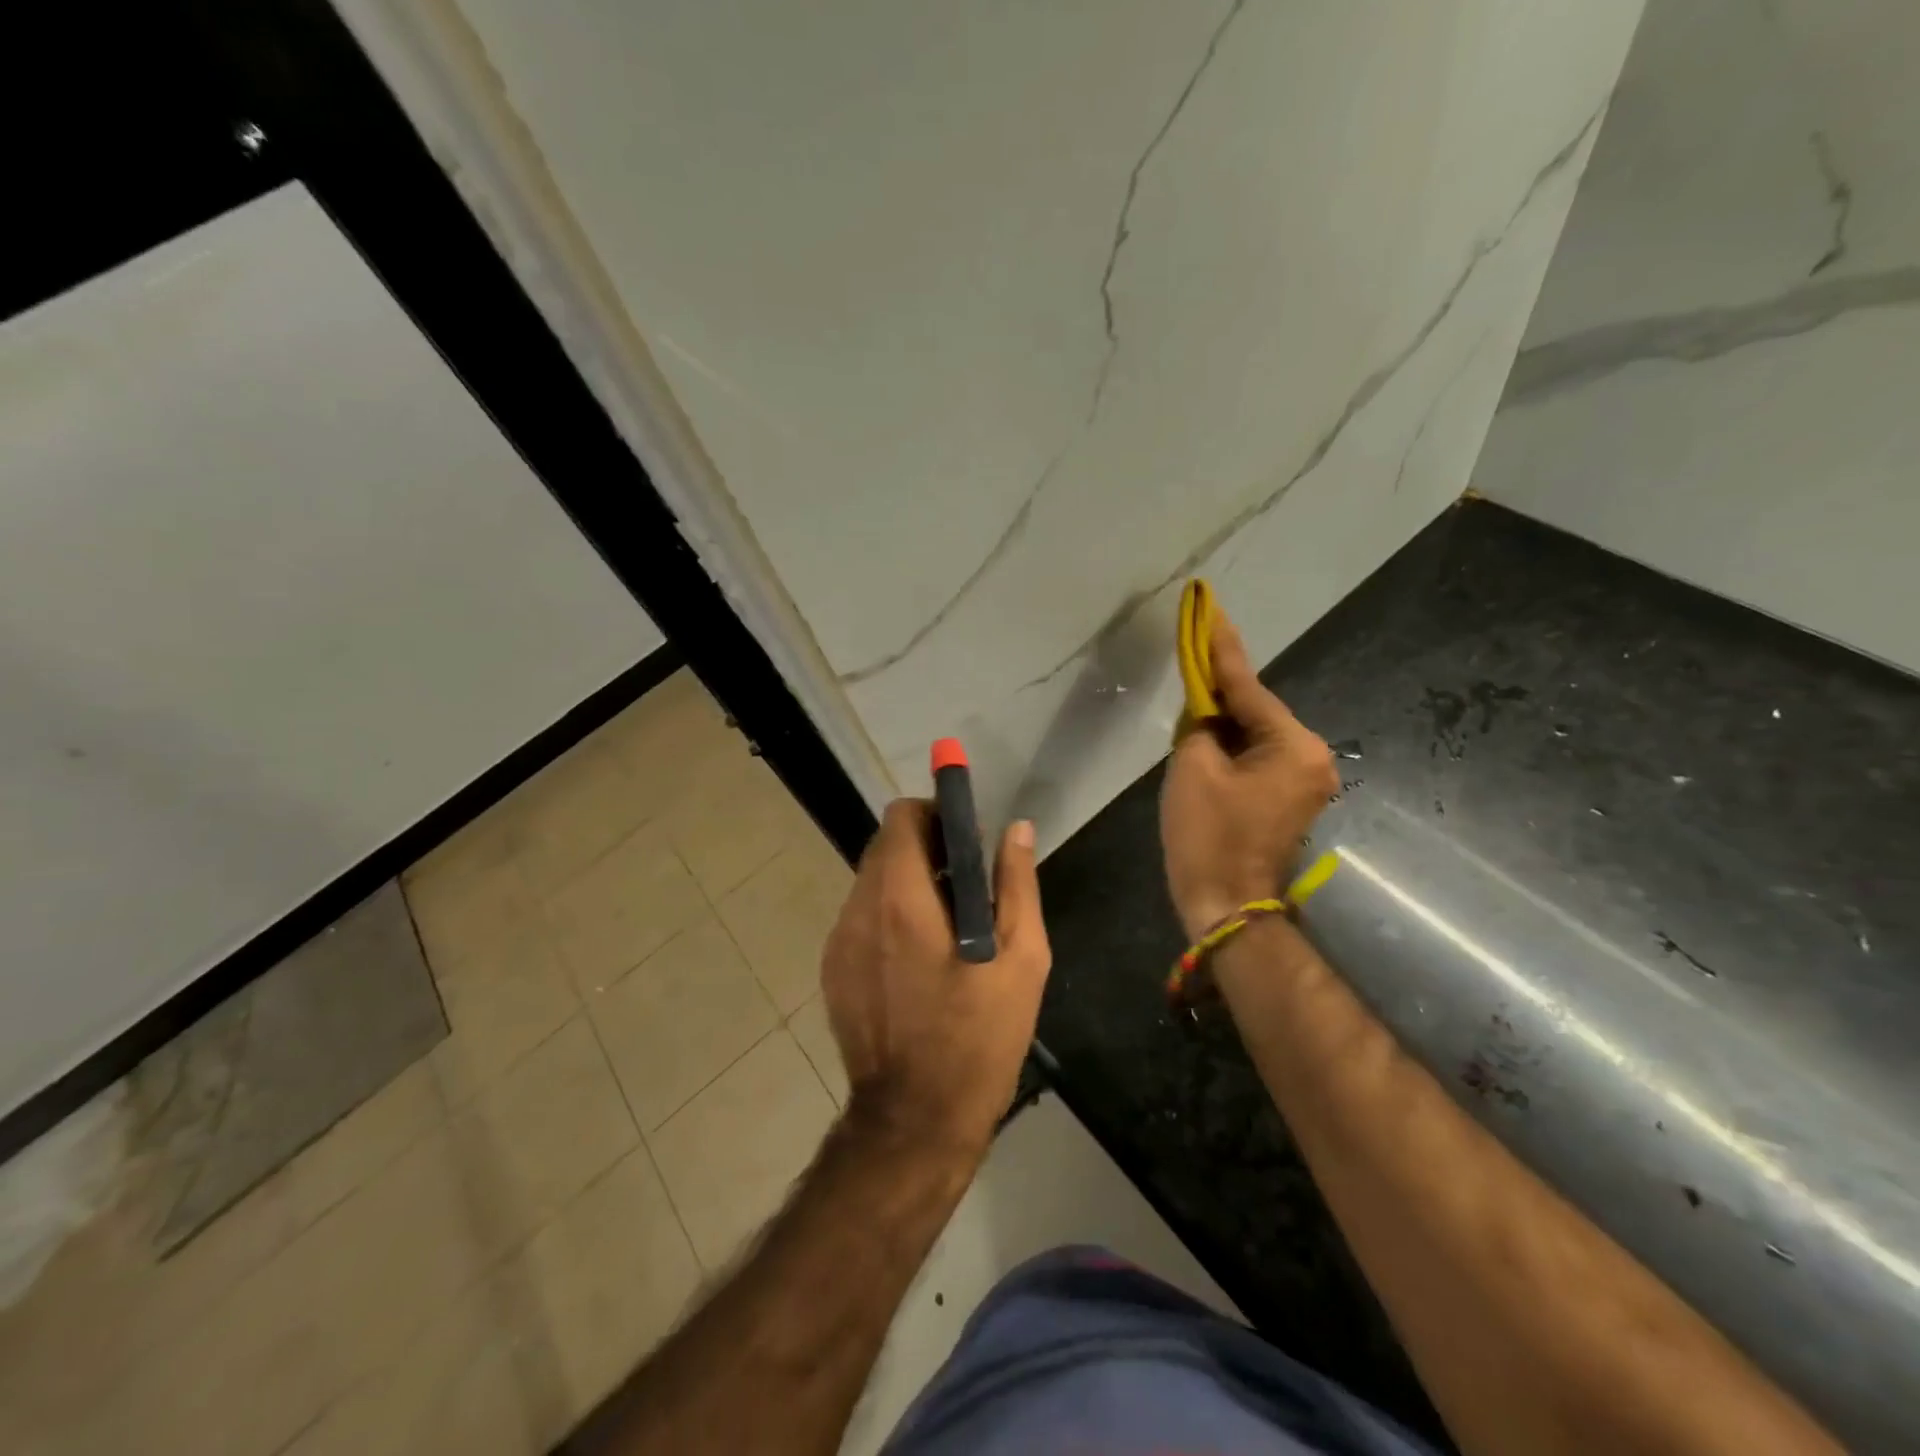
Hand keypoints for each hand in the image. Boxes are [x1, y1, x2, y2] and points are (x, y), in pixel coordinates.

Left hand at [820, 800, 1051, 1159]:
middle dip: (925, 850)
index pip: (900, 817)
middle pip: (885, 848)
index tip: (965, 840)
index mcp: (900, 900)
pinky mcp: (832, 971)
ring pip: (872, 883)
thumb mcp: (1021, 960)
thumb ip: (1016, 885)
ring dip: (908, 885)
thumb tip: (1017, 829)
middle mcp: (858, 911)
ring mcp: (838, 943)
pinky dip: (889, 918)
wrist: (915, 1121)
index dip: (934, 815)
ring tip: (948, 928)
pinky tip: (919, 961)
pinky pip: (862, 920)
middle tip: (967, 887)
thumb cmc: (978, 1039)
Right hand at [1161, 608, 1338, 938]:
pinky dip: (1232, 746)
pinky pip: (1258, 757)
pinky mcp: (1290, 798)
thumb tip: (1207, 712)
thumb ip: (1200, 724)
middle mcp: (1311, 757)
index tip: (1210, 608)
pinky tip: (1207, 737)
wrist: (1226, 904)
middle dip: (1221, 690)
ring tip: (1193, 699)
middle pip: (1256, 711)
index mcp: (1293, 746)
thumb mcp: (1193, 769)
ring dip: (1224, 721)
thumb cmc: (1208, 835)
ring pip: (1256, 735)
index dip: (1220, 648)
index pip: (1248, 687)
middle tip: (1193, 654)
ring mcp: (1306, 780)